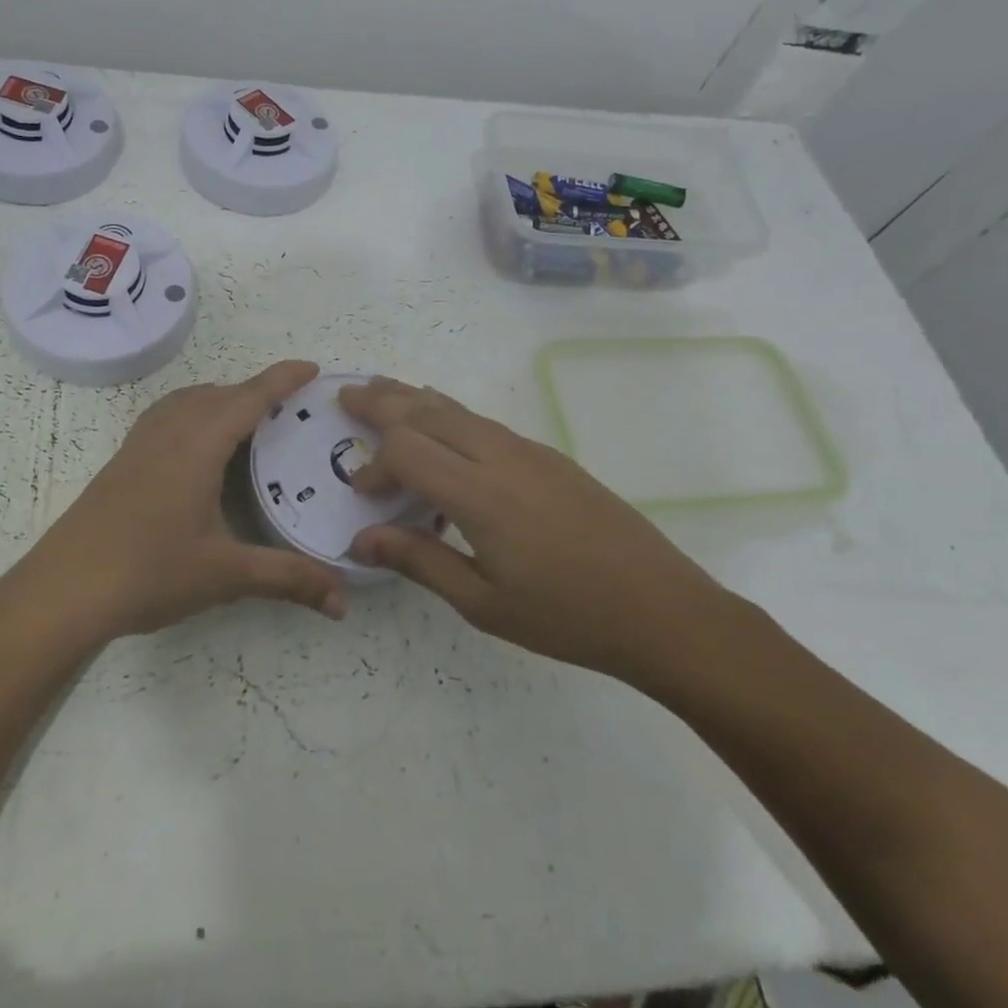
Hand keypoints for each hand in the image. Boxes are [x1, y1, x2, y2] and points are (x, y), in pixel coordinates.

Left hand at [19, 362, 348, 639]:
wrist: (63, 590)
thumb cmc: (148, 572)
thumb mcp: (226, 574)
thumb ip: (288, 579)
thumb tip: (345, 602)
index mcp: (199, 444)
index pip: (249, 397)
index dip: (282, 379)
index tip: (313, 368)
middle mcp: (169, 431)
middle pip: (219, 393)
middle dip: (257, 391)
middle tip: (291, 409)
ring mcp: (140, 444)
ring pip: (188, 401)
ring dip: (221, 399)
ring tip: (249, 421)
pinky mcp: (123, 460)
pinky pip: (167, 416)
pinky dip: (194, 413)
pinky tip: (197, 446)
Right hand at [338, 377, 730, 691]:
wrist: (662, 609)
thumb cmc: (566, 617)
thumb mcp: (483, 603)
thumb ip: (419, 561)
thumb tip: (361, 538)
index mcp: (480, 495)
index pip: (407, 450)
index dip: (375, 464)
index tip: (364, 493)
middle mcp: (501, 457)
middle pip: (428, 411)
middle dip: (382, 402)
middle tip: (346, 395)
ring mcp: (529, 451)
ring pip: (458, 409)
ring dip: (414, 399)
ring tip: (381, 391)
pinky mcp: (549, 456)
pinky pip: (484, 422)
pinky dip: (449, 413)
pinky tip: (441, 422)